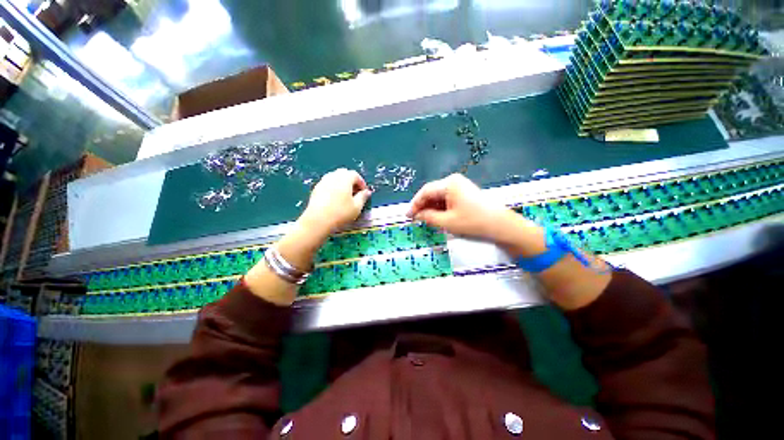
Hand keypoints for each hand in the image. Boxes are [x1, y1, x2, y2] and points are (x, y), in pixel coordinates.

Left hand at [299, 168, 371, 236]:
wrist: (318, 220)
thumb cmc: (340, 213)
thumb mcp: (357, 207)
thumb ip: (363, 197)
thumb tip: (367, 192)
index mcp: (345, 178)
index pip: (356, 175)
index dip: (362, 183)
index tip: (364, 192)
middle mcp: (333, 176)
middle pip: (344, 173)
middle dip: (351, 181)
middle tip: (355, 193)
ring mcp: (323, 181)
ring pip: (335, 177)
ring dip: (342, 183)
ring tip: (345, 196)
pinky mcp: (316, 188)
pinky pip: (328, 183)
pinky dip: (334, 187)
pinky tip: (335, 199)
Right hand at [407, 174, 512, 241]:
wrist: (501, 225)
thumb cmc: (473, 222)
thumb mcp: (447, 222)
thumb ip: (428, 217)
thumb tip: (417, 215)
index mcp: (449, 184)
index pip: (425, 191)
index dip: (415, 204)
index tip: (408, 215)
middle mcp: (454, 181)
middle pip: (432, 192)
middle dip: (423, 206)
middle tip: (415, 219)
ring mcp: (460, 186)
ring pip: (439, 196)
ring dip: (431, 208)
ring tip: (426, 220)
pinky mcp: (465, 193)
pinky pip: (447, 199)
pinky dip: (440, 208)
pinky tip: (437, 217)